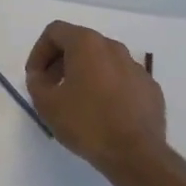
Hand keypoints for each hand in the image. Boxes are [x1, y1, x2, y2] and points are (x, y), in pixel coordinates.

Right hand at [24, 21, 165, 178]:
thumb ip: (36, 82)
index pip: (55, 32)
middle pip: (80, 43)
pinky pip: (122, 79)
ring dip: (85, 74)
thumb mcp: (47, 104)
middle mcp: (113, 47)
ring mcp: (135, 66)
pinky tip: (103, 113)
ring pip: (103, 61)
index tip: (35, 77)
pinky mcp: (150, 87)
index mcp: (87, 44)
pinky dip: (107, 88)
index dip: (39, 52)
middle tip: (51, 88)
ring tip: (76, 102)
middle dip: (61, 62)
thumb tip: (40, 76)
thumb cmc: (87, 123)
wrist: (136, 154)